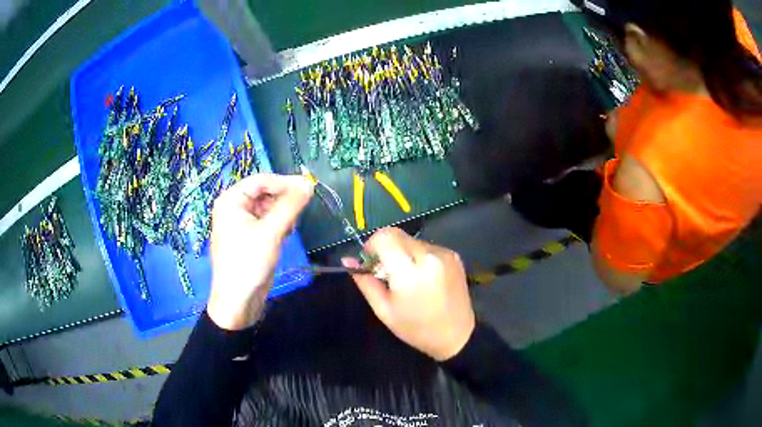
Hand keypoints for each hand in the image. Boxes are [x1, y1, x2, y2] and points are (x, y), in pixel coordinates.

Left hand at [207, 174, 313, 329]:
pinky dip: (277, 226)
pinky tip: (284, 236)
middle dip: (283, 201)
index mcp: (231, 200)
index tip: (308, 187)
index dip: (284, 182)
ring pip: (267, 208)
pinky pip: (266, 222)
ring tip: (289, 229)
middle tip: (300, 212)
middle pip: (264, 193)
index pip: (261, 180)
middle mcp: (234, 208)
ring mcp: (240, 223)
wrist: (238, 300)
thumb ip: (291, 205)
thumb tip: (309, 184)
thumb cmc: (249, 262)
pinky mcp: (248, 237)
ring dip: (282, 215)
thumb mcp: (271, 231)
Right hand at [344, 228, 475, 360]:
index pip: (385, 237)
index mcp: (410, 273)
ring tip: (407, 277)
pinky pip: (427, 246)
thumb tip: (347, 260)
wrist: (456, 335)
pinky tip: (423, 277)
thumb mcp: (384, 310)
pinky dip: (418, 256)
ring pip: (412, 240)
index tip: (371, 261)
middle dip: (386, 247)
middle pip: (397, 234)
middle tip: (386, 271)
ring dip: (402, 252)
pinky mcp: (453, 255)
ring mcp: (444, 254)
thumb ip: (365, 282)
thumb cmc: (416, 328)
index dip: (372, 244)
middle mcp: (429, 257)